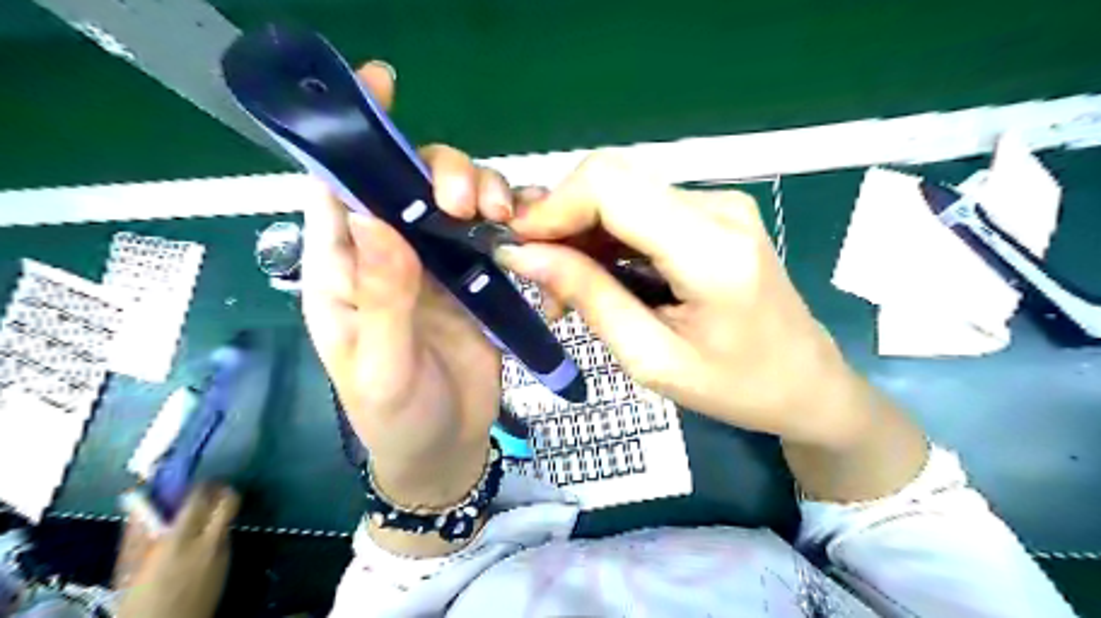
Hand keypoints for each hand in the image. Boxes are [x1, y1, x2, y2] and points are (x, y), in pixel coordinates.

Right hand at [114, 487, 239, 616]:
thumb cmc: (137, 607)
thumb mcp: (128, 573)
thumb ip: (137, 536)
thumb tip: (139, 506)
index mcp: (180, 542)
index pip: (199, 498)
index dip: (197, 484)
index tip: (187, 480)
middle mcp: (210, 542)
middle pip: (230, 500)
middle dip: (220, 489)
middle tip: (203, 489)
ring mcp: (225, 552)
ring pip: (228, 518)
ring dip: (216, 511)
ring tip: (193, 517)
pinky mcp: (229, 563)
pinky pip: (225, 536)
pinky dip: (215, 530)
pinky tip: (196, 540)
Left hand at [299, 60, 515, 508]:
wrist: (446, 452)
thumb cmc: (396, 418)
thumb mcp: (380, 367)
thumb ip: (378, 297)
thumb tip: (373, 216)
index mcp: (344, 273)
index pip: (337, 190)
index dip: (353, 139)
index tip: (382, 87)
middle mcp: (390, 258)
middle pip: (409, 186)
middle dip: (439, 173)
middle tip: (466, 205)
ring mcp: (438, 269)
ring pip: (455, 206)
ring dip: (481, 194)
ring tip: (501, 217)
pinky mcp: (477, 284)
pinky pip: (493, 238)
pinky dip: (512, 225)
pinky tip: (527, 231)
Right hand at [496, 152, 862, 444]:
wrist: (809, 382)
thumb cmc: (737, 388)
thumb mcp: (651, 359)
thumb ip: (589, 298)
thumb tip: (523, 254)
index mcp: (711, 250)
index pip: (611, 185)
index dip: (552, 206)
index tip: (517, 246)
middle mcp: (718, 206)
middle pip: (611, 179)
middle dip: (561, 221)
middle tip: (540, 278)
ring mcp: (719, 203)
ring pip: (621, 192)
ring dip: (581, 233)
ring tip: (566, 290)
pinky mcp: (713, 212)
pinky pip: (641, 207)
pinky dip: (607, 237)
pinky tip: (599, 277)